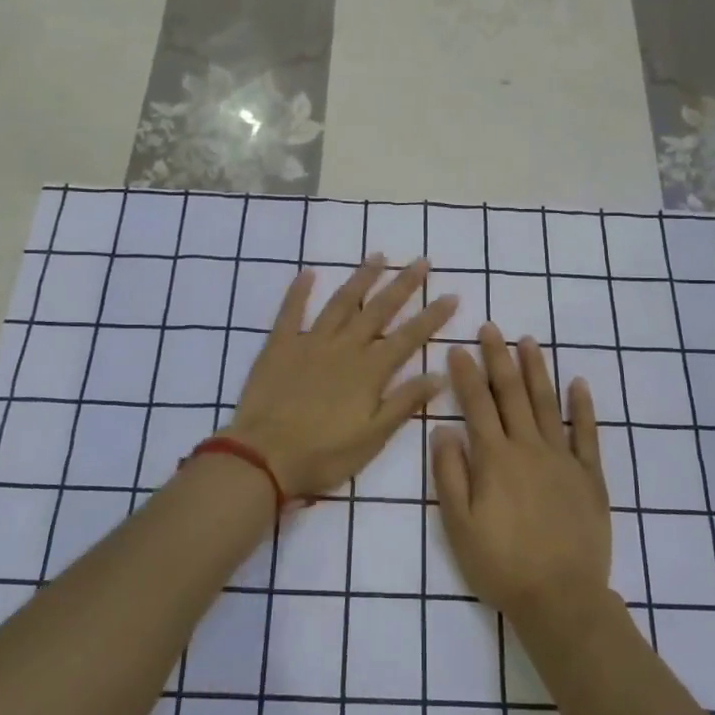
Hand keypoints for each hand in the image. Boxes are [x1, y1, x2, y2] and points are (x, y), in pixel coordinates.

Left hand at [226, 256, 456, 502]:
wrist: (263, 457)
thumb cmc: (323, 454)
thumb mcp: (373, 437)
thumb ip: (404, 403)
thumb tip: (440, 375)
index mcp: (369, 371)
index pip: (409, 337)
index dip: (432, 316)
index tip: (451, 295)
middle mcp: (344, 348)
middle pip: (379, 310)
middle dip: (403, 285)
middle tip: (421, 262)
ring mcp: (310, 342)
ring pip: (341, 303)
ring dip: (361, 279)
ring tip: (377, 256)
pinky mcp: (279, 346)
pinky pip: (290, 311)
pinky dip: (299, 291)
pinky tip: (309, 272)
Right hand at [430, 326, 611, 629]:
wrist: (561, 597)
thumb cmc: (501, 564)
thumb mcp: (459, 525)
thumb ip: (450, 474)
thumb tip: (443, 429)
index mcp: (495, 458)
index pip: (477, 404)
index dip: (466, 374)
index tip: (457, 348)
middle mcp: (529, 448)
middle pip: (512, 394)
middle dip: (499, 358)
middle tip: (491, 329)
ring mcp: (563, 459)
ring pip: (547, 404)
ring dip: (536, 371)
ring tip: (528, 342)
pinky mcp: (590, 476)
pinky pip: (587, 433)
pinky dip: (583, 406)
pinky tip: (579, 383)